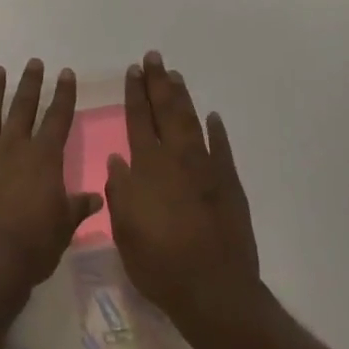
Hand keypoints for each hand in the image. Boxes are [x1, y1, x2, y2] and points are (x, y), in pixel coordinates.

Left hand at [0, 60, 102, 309]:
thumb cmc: (33, 246)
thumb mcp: (64, 228)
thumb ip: (77, 207)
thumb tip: (97, 197)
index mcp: (43, 158)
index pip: (58, 118)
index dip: (64, 95)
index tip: (66, 73)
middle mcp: (13, 148)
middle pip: (24, 108)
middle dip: (31, 84)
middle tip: (34, 62)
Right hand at [105, 52, 260, 341]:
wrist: (213, 290)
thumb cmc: (159, 264)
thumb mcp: (124, 231)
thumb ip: (120, 191)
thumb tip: (118, 159)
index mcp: (147, 168)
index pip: (138, 120)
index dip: (134, 94)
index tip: (133, 71)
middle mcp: (176, 159)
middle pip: (166, 111)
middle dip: (157, 83)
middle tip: (154, 57)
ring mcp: (206, 169)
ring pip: (192, 122)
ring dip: (182, 97)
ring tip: (175, 75)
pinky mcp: (229, 184)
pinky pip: (221, 148)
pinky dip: (216, 130)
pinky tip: (212, 116)